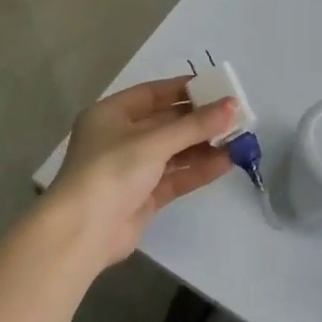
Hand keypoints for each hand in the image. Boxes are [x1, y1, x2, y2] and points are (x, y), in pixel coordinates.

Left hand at [50, 77, 237, 267]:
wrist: (82, 233)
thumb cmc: (111, 171)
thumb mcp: (154, 142)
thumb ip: (195, 125)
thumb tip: (233, 105)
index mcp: (111, 114)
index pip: (153, 94)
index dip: (184, 89)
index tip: (217, 87)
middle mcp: (121, 138)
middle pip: (166, 123)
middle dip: (200, 120)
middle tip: (236, 115)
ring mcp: (132, 169)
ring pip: (174, 151)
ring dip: (204, 145)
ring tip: (239, 139)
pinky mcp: (143, 196)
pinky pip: (176, 176)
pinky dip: (199, 169)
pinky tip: (227, 162)